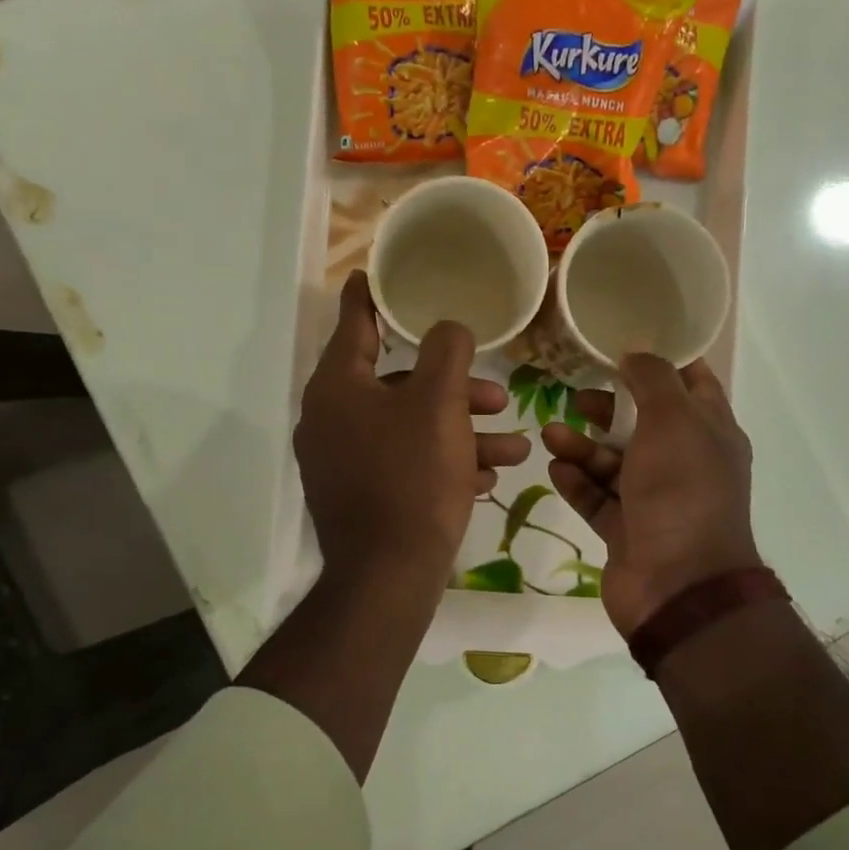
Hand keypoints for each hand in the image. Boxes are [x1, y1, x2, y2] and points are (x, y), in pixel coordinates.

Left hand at [296, 272, 529, 596]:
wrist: (389, 575)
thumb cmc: (413, 477)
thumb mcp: (439, 404)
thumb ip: (447, 351)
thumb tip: (447, 328)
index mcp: (338, 387)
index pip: (355, 322)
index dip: (372, 295)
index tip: (378, 273)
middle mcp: (332, 419)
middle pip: (400, 384)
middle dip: (457, 390)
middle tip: (500, 397)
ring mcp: (343, 461)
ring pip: (411, 428)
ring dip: (464, 433)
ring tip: (516, 448)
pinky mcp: (360, 495)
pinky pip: (406, 464)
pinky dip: (445, 463)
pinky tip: (488, 477)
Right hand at [541, 356, 759, 635]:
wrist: (678, 586)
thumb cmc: (681, 492)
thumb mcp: (674, 421)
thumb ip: (653, 380)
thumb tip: (635, 353)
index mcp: (710, 433)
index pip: (691, 384)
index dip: (661, 360)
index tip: (621, 342)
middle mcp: (685, 464)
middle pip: (642, 423)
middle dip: (608, 408)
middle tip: (574, 396)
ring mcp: (654, 500)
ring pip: (613, 462)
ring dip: (582, 446)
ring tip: (550, 433)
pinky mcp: (626, 531)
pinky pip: (597, 498)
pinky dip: (577, 482)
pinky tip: (553, 466)